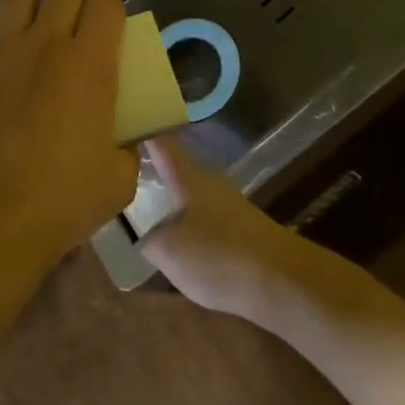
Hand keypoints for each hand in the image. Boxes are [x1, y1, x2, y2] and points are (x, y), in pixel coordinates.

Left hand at [0, 0, 140, 267]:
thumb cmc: (58, 203)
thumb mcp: (118, 181)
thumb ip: (127, 150)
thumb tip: (124, 140)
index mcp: (89, 63)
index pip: (107, 4)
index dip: (111, 14)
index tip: (109, 36)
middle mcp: (43, 43)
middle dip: (73, 5)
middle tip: (71, 37)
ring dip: (28, 15)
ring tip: (26, 43)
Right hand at [139, 138, 312, 314]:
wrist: (283, 282)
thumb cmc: (219, 256)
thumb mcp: (169, 252)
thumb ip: (147, 240)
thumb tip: (142, 235)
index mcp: (189, 178)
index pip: (162, 143)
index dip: (142, 130)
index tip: (121, 122)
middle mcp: (210, 183)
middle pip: (176, 167)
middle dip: (152, 167)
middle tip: (122, 171)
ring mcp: (229, 206)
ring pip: (190, 194)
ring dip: (169, 198)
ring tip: (143, 209)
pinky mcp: (242, 230)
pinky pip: (204, 218)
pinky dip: (186, 223)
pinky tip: (177, 243)